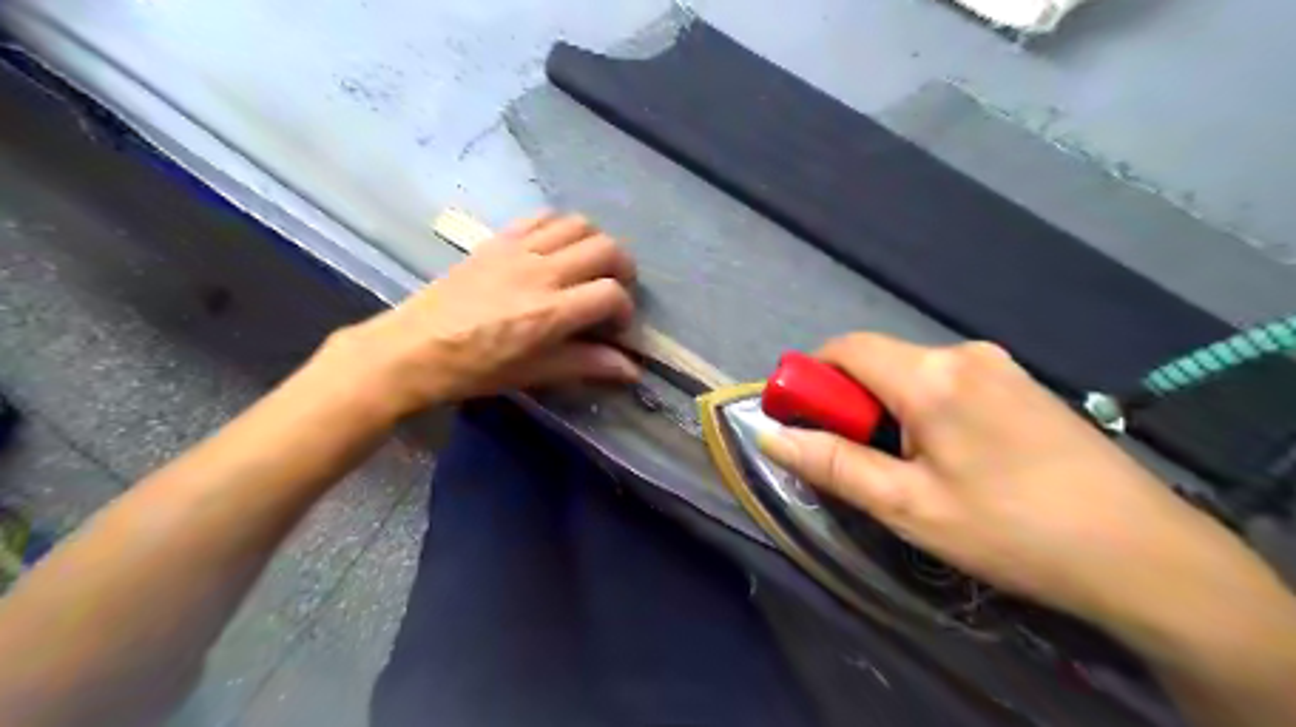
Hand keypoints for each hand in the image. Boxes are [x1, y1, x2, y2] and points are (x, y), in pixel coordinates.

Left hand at [312, 212, 636, 417]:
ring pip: (579, 224)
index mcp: (551, 312)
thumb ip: (587, 364)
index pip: (612, 294)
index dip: (625, 310)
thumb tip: (632, 370)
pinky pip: (542, 217)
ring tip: (590, 266)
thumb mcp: (534, 373)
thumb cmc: (475, 369)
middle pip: (605, 249)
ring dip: (596, 242)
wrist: (413, 348)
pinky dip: (562, 227)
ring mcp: (518, 249)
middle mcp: (541, 272)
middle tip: (613, 290)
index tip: (616, 326)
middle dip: (623, 268)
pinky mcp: (498, 239)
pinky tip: (557, 248)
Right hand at [762, 331, 1273, 626]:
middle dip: (849, 400)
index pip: (845, 348)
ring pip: (913, 372)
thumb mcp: (907, 506)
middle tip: (853, 457)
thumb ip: (833, 464)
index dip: (810, 376)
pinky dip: (923, 407)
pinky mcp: (1022, 383)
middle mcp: (963, 353)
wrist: (1144, 554)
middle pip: (878, 360)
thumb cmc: (1011, 530)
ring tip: (903, 466)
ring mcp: (999, 364)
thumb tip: (769, 434)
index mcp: (931, 375)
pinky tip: (949, 456)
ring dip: (887, 407)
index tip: (799, 418)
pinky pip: (949, 382)